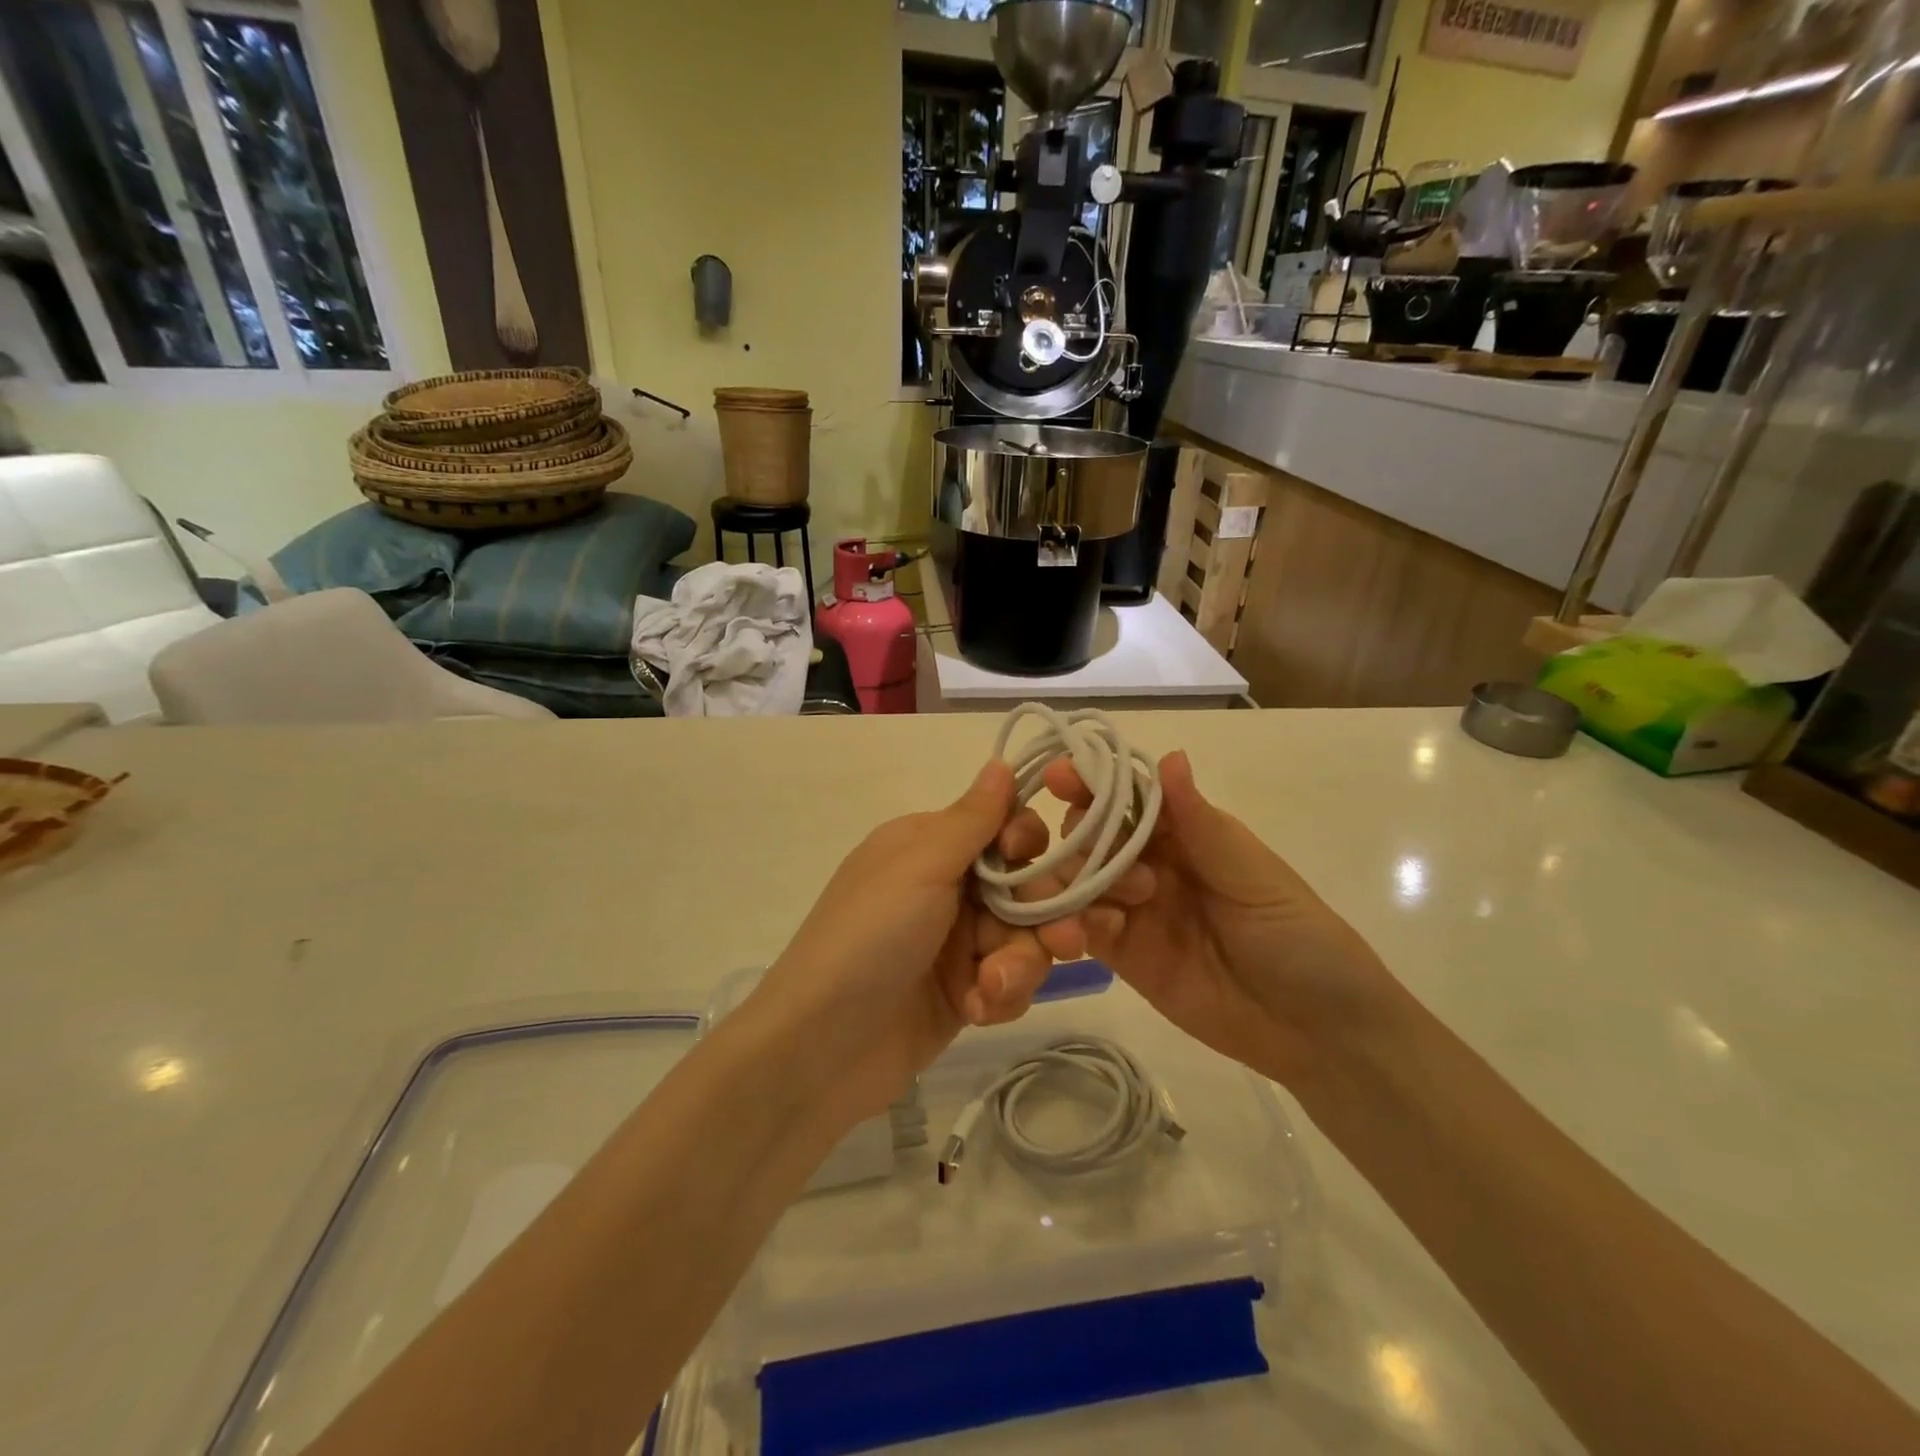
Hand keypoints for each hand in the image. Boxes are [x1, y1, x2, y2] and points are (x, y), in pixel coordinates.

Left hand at [746, 760, 1083, 1122]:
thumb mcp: (920, 867)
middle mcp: (946, 887)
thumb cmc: (869, 939)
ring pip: (1024, 938)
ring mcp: (955, 942)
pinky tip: (976, 1011)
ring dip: (1018, 964)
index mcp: (930, 845)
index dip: (1029, 843)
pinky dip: (1000, 996)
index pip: (1002, 826)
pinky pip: (1009, 981)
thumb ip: (971, 819)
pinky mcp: (963, 991)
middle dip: (1044, 915)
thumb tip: (1000, 761)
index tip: (1031, 862)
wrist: (821, 1050)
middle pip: (1025, 886)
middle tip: (1064, 942)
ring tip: (990, 989)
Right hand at [1045, 750, 1409, 1091]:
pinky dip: (1074, 923)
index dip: (1092, 782)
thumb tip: (1170, 755)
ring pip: (1077, 878)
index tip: (1061, 777)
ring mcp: (1133, 909)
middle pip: (1091, 833)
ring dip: (1075, 880)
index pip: (1127, 796)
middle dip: (1083, 836)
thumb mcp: (1253, 876)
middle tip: (1109, 865)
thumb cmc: (1298, 937)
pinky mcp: (1122, 955)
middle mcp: (1151, 863)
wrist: (1315, 1031)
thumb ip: (1199, 823)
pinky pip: (1081, 927)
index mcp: (1186, 832)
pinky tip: (1096, 932)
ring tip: (1114, 905)